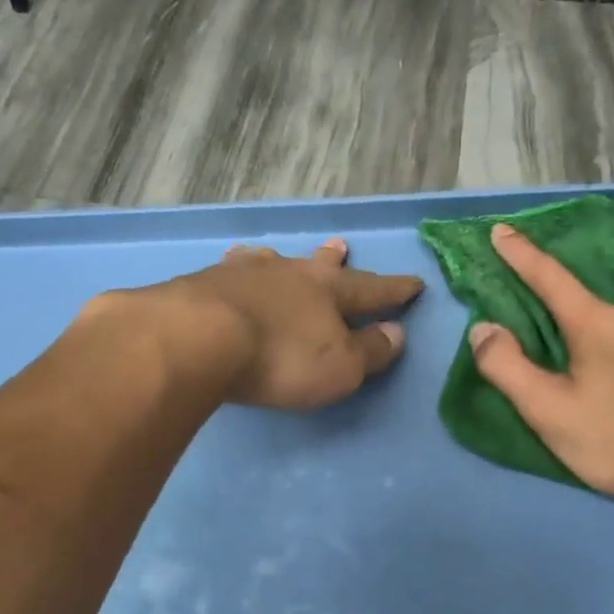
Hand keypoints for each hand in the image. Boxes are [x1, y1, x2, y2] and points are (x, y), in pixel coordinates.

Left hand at [159, 238, 422, 410]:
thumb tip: (397, 333)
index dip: (394, 289)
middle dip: (333, 259)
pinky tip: (227, 268)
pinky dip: (236, 271)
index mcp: (328, 291)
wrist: (199, 339)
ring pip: (268, 261)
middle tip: (340, 245)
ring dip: (278, 260)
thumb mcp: (340, 367)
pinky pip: (228, 271)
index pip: (370, 288)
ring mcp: (242, 274)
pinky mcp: (202, 284)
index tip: (414, 282)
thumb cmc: (281, 359)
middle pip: (317, 265)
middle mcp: (288, 273)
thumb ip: (370, 351)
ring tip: (275, 254)